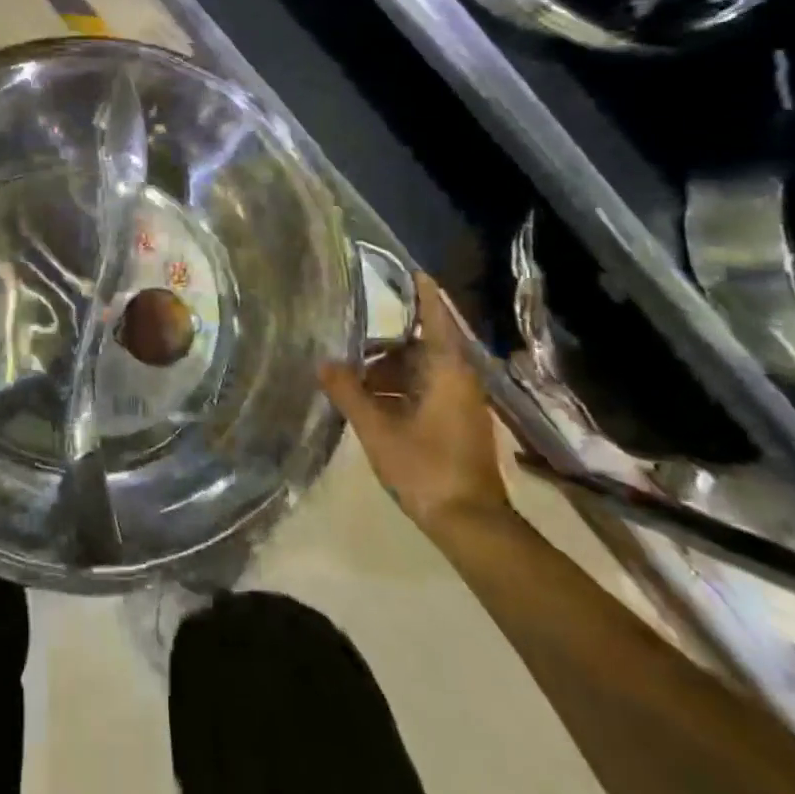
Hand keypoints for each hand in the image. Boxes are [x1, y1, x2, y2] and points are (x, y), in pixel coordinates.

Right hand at [319, 273, 510, 538]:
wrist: (470, 524)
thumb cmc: (425, 467)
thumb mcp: (377, 428)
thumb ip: (349, 392)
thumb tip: (324, 362)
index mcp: (447, 370)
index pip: (436, 317)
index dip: (423, 293)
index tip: (410, 270)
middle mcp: (460, 379)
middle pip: (422, 345)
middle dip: (386, 345)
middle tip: (350, 345)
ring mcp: (462, 403)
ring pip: (422, 370)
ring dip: (389, 371)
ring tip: (353, 381)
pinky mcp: (458, 423)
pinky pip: (427, 390)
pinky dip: (400, 389)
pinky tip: (372, 404)